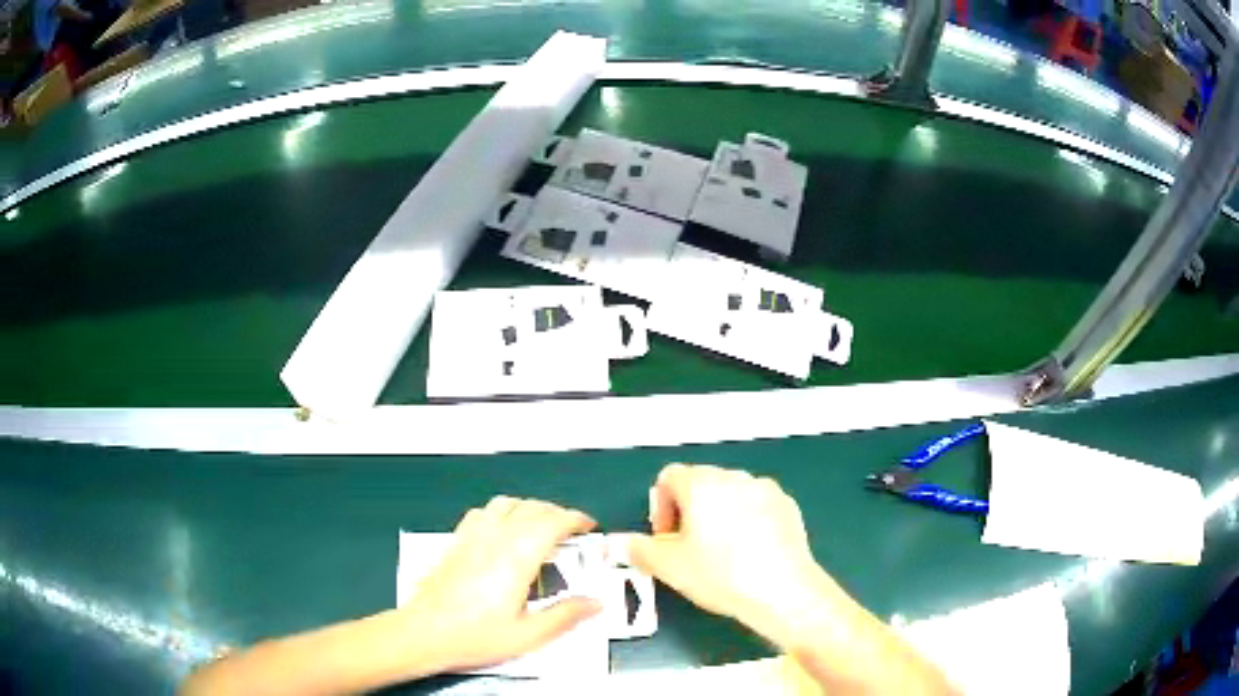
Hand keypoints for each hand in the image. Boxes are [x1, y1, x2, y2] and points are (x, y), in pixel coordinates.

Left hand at [401, 496, 601, 672]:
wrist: (425, 632)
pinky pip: (483, 512)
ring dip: (530, 508)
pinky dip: (502, 511)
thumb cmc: (474, 635)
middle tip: (572, 531)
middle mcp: (495, 539)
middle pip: (532, 508)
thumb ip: (565, 616)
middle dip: (557, 513)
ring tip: (541, 526)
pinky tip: (503, 529)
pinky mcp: (456, 542)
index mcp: (517, 558)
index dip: (575, 520)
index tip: (589, 527)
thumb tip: (594, 603)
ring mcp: (472, 537)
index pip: (552, 523)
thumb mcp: (528, 635)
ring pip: (507, 504)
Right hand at [627, 464, 842, 646]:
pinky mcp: (788, 506)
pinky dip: (748, 521)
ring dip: (719, 515)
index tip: (666, 539)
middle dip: (689, 512)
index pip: (669, 477)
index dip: (660, 507)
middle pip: (701, 484)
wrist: (783, 590)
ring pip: (731, 494)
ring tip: (722, 553)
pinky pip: (758, 506)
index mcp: (701, 484)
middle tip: (689, 549)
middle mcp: (734, 477)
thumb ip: (639, 549)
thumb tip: (620, 543)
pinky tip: (751, 553)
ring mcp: (766, 489)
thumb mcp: (669, 567)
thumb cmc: (720, 575)